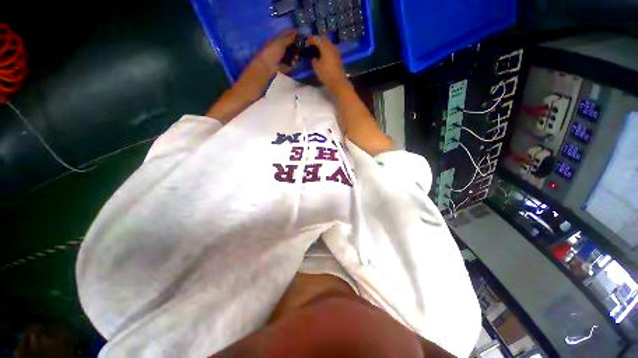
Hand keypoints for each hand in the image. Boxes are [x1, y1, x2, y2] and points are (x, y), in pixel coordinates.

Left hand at [246, 30, 297, 79]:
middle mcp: (281, 47)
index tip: (303, 35)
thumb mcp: (281, 42)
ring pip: (293, 54)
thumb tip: (298, 31)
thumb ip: (289, 37)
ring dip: (296, 55)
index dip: (295, 34)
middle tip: (302, 48)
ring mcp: (283, 57)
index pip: (288, 34)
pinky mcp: (284, 65)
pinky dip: (293, 63)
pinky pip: (291, 63)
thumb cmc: (272, 52)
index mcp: (278, 39)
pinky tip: (293, 63)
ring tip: (296, 58)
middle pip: (292, 45)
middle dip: (297, 46)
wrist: (267, 67)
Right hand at [307, 36, 348, 91]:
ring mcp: (336, 51)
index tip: (306, 43)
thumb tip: (314, 57)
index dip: (310, 40)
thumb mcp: (316, 67)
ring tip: (317, 50)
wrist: (337, 81)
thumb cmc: (326, 73)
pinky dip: (326, 50)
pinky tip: (322, 55)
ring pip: (328, 43)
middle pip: (324, 39)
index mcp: (325, 46)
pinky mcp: (338, 57)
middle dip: (317, 40)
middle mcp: (331, 46)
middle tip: (312, 44)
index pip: (316, 39)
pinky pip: (330, 49)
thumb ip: (314, 59)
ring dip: (322, 45)